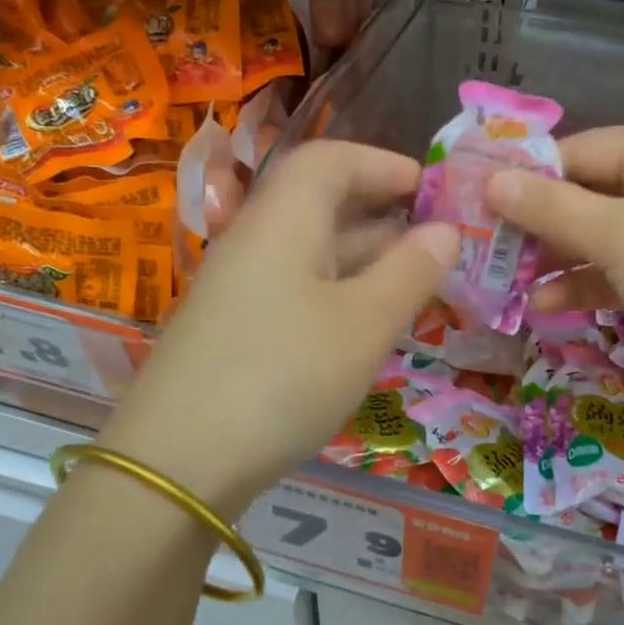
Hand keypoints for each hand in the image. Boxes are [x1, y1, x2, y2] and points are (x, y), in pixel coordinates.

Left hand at [101, 140, 456, 515]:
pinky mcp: (232, 331)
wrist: (175, 464)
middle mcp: (254, 243)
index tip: (429, 187)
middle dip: (381, 214)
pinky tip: (363, 328)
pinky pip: (294, 291)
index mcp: (282, 221)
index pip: (330, 160)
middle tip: (434, 240)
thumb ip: (410, 272)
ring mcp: (238, 289)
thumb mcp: (363, 325)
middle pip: (319, 204)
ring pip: (309, 253)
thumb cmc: (283, 377)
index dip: (382, 163)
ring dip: (363, 259)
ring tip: (414, 283)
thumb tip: (447, 230)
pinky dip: (337, 294)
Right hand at [485, 127, 623, 412]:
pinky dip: (581, 285)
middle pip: (587, 193)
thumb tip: (491, 181)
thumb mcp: (618, 236)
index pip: (582, 150)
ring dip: (554, 258)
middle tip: (484, 244)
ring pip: (596, 237)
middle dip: (537, 222)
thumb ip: (551, 208)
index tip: (477, 199)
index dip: (529, 174)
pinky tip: (543, 307)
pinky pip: (614, 272)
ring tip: (505, 280)